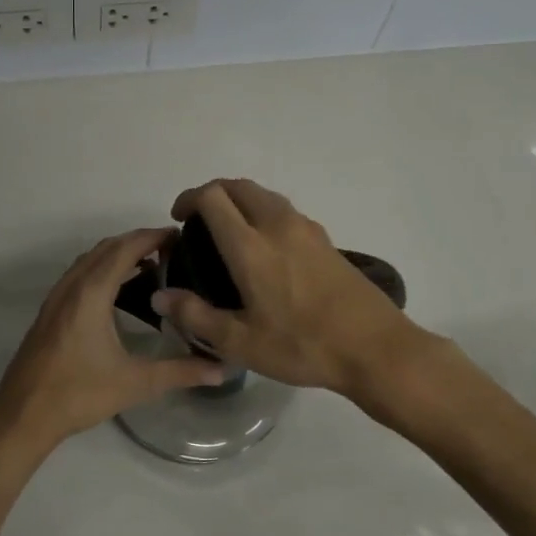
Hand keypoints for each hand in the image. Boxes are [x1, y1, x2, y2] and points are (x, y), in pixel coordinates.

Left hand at [0, 227, 227, 455]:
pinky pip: (79, 274)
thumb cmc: (78, 394)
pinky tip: (118, 293)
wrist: (22, 415)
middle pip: (106, 248)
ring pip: (89, 260)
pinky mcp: (50, 311)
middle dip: (138, 242)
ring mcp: (56, 297)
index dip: (152, 237)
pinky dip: (101, 269)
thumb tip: (221, 370)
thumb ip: (180, 372)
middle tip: (172, 251)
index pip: (125, 249)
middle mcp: (71, 286)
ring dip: (117, 254)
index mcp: (91, 293)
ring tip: (151, 267)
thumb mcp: (134, 383)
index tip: (181, 236)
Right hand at [152, 178, 429, 395]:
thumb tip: (159, 296)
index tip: (178, 219)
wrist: (375, 349)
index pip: (213, 197)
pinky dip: (262, 213)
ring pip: (264, 195)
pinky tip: (264, 249)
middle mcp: (278, 226)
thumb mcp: (240, 342)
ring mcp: (307, 229)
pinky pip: (284, 211)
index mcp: (251, 246)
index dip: (189, 199)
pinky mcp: (326, 240)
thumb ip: (195, 316)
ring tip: (227, 231)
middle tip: (197, 220)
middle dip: (212, 193)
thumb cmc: (303, 346)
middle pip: (239, 186)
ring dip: (239, 201)